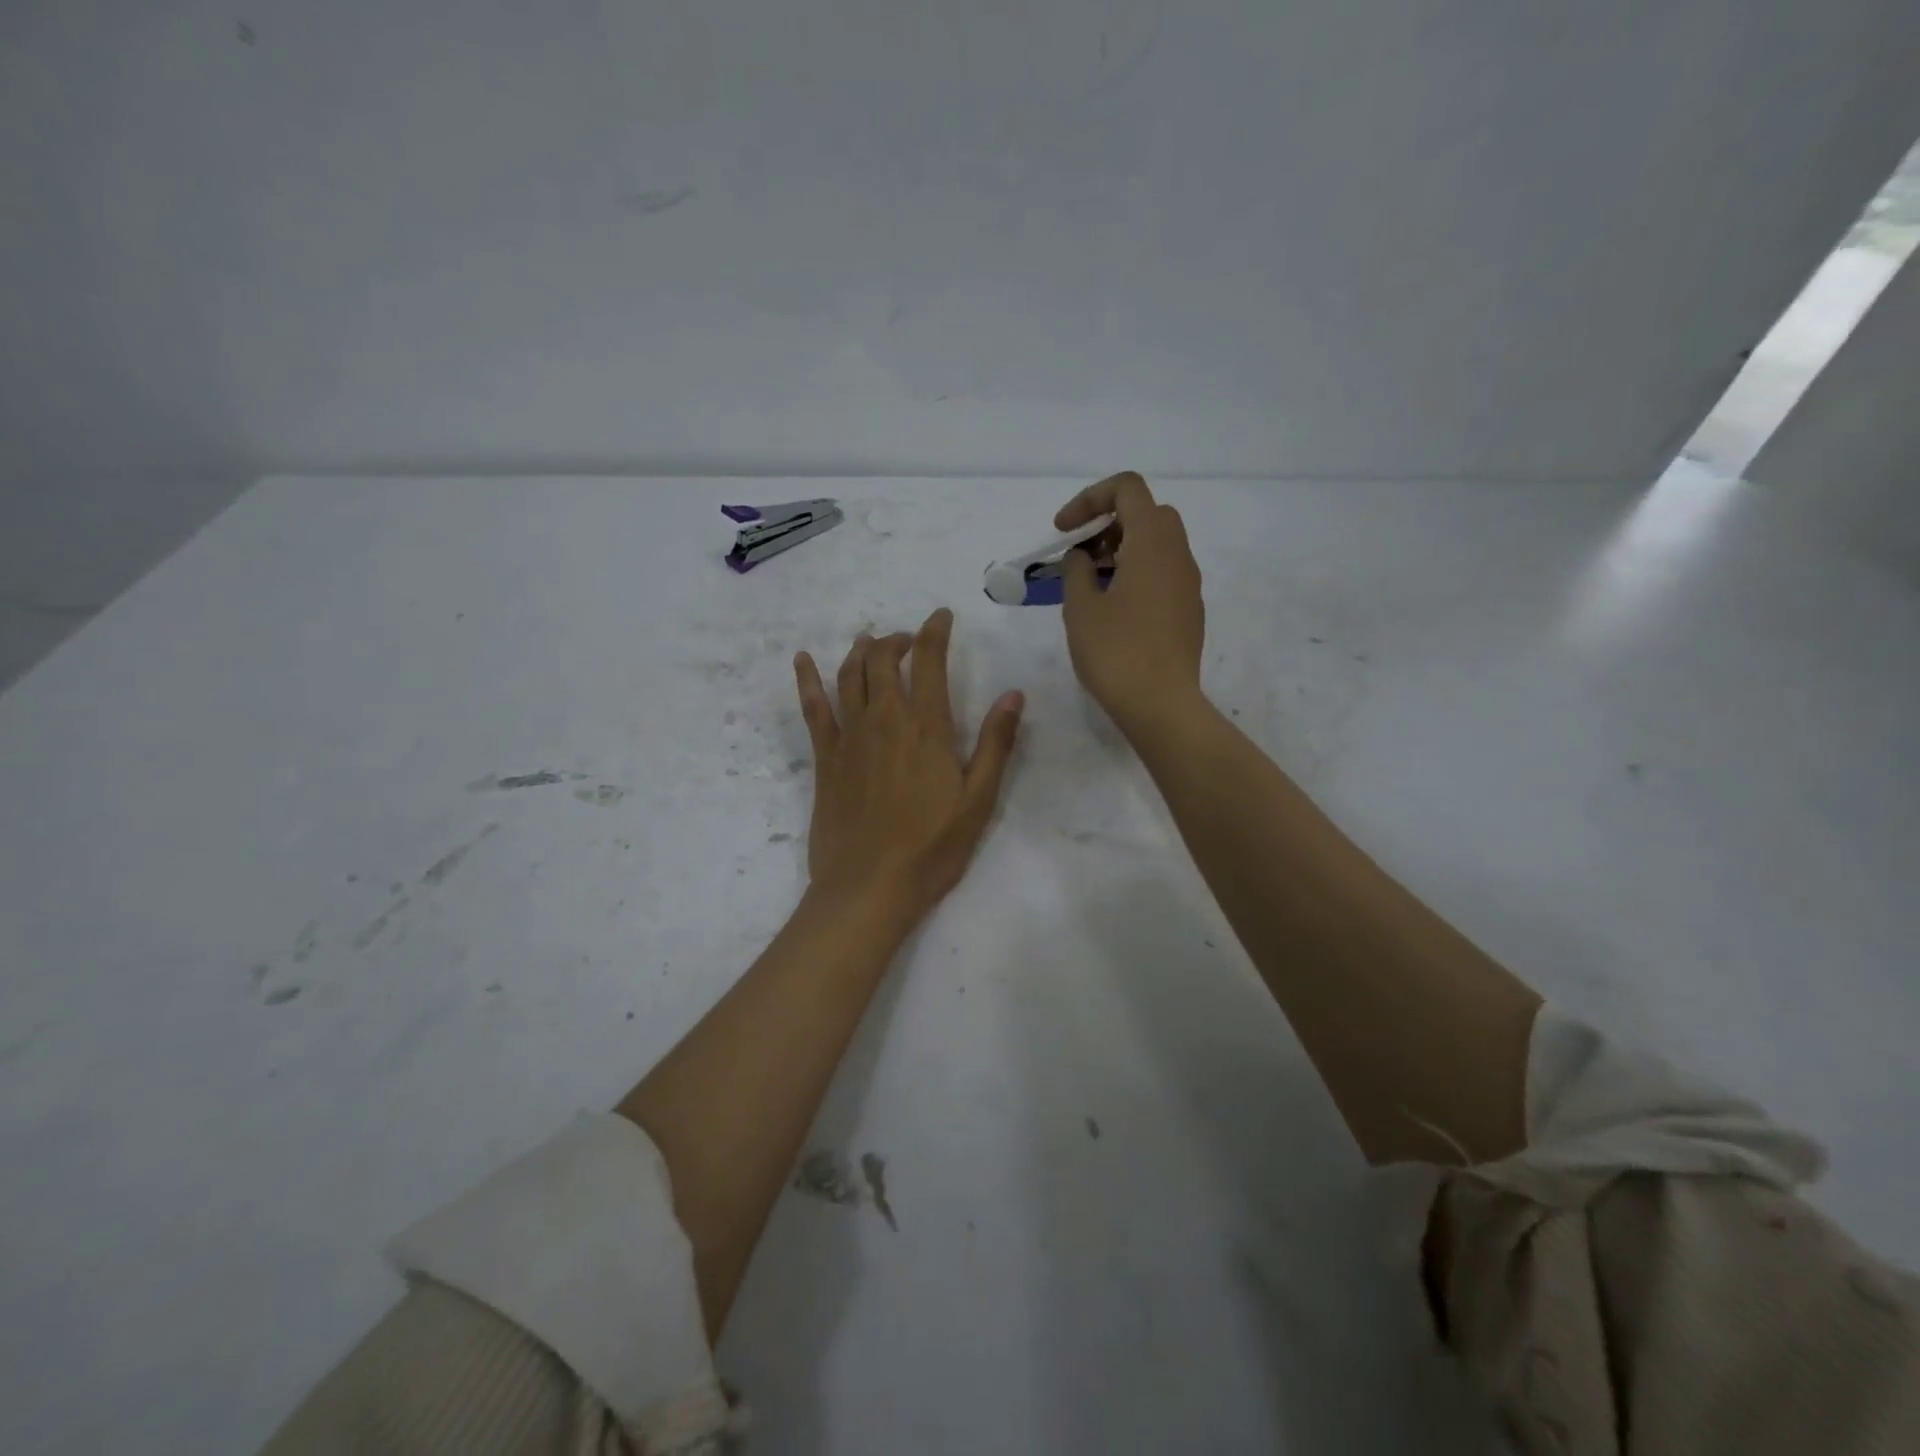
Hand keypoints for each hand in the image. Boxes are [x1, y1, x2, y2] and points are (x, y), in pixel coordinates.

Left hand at [793, 610, 1023, 926]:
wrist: (869, 886)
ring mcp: (850, 737)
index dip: (935, 631)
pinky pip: (813, 708)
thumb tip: (1014, 694)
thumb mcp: (979, 799)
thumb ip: (996, 744)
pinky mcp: (825, 758)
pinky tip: (802, 660)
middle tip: (908, 640)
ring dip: (860, 651)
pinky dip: (807, 679)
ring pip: (849, 675)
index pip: (929, 661)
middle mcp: (885, 719)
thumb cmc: (932, 847)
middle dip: (896, 639)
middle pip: (883, 660)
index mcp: (927, 727)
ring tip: (869, 642)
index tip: (941, 616)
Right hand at [1057, 472, 1205, 729]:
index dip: (1089, 499)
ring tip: (1089, 584)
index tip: (1064, 531)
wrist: (1161, 705)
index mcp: (1152, 542)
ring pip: (1157, 544)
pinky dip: (1136, 573)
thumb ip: (1076, 570)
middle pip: (1146, 513)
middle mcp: (1178, 554)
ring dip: (1121, 550)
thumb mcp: (1081, 607)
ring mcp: (1188, 583)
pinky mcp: (1189, 610)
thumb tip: (1081, 556)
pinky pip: (1162, 573)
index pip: (1127, 488)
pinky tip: (1112, 609)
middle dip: (1107, 523)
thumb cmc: (1116, 652)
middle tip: (1079, 554)